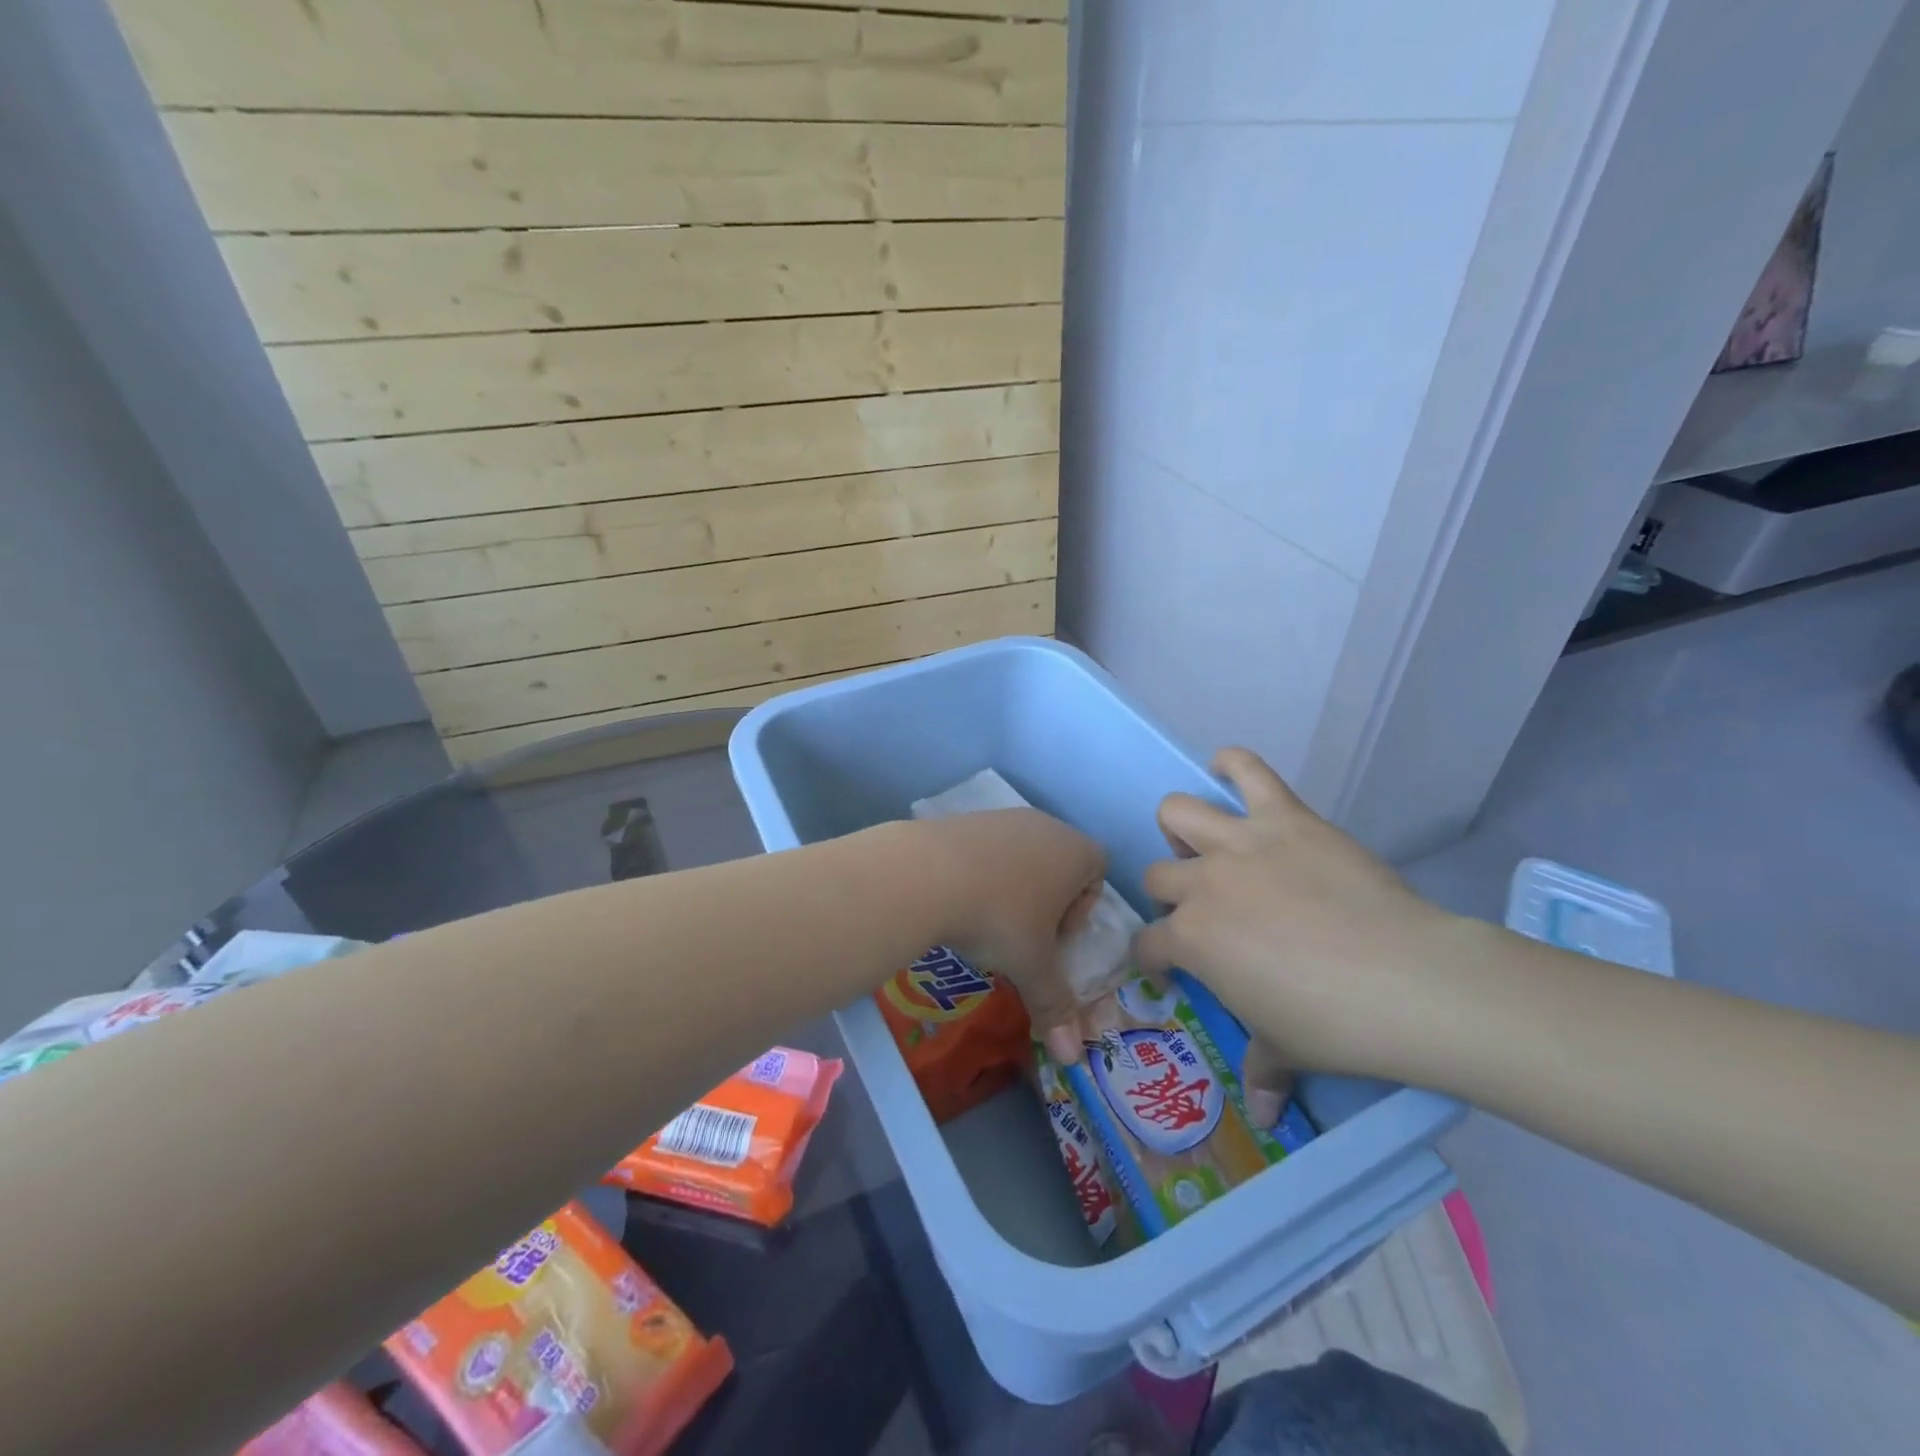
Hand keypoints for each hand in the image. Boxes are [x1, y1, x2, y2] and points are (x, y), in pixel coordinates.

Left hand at [916, 809, 1106, 1041]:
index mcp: (1075, 851)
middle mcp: (1043, 825)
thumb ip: (1055, 1006)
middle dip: (1046, 901)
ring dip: (1011, 887)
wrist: (926, 874)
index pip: (1098, 869)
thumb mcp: (1032, 967)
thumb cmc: (999, 918)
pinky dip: (979, 874)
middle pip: (1058, 862)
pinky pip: (984, 849)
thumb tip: (1072, 1058)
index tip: (1057, 937)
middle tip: (1023, 936)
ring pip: (1020, 855)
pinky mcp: (963, 819)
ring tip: (985, 922)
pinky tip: (957, 901)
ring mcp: (1001, 817)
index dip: (1083, 907)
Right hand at [1134, 749, 1479, 1107]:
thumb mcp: (1288, 1051)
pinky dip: (1232, 765)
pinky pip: (1247, 769)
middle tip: (1203, 911)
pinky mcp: (1285, 817)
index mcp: (1192, 939)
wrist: (1408, 981)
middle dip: (1170, 895)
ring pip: (1178, 812)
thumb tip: (1261, 1115)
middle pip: (1156, 875)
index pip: (1148, 944)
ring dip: (1182, 828)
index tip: (1172, 969)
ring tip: (1206, 845)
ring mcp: (1240, 843)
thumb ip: (1262, 1072)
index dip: (1155, 958)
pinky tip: (1228, 772)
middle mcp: (1202, 883)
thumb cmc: (1335, 1024)